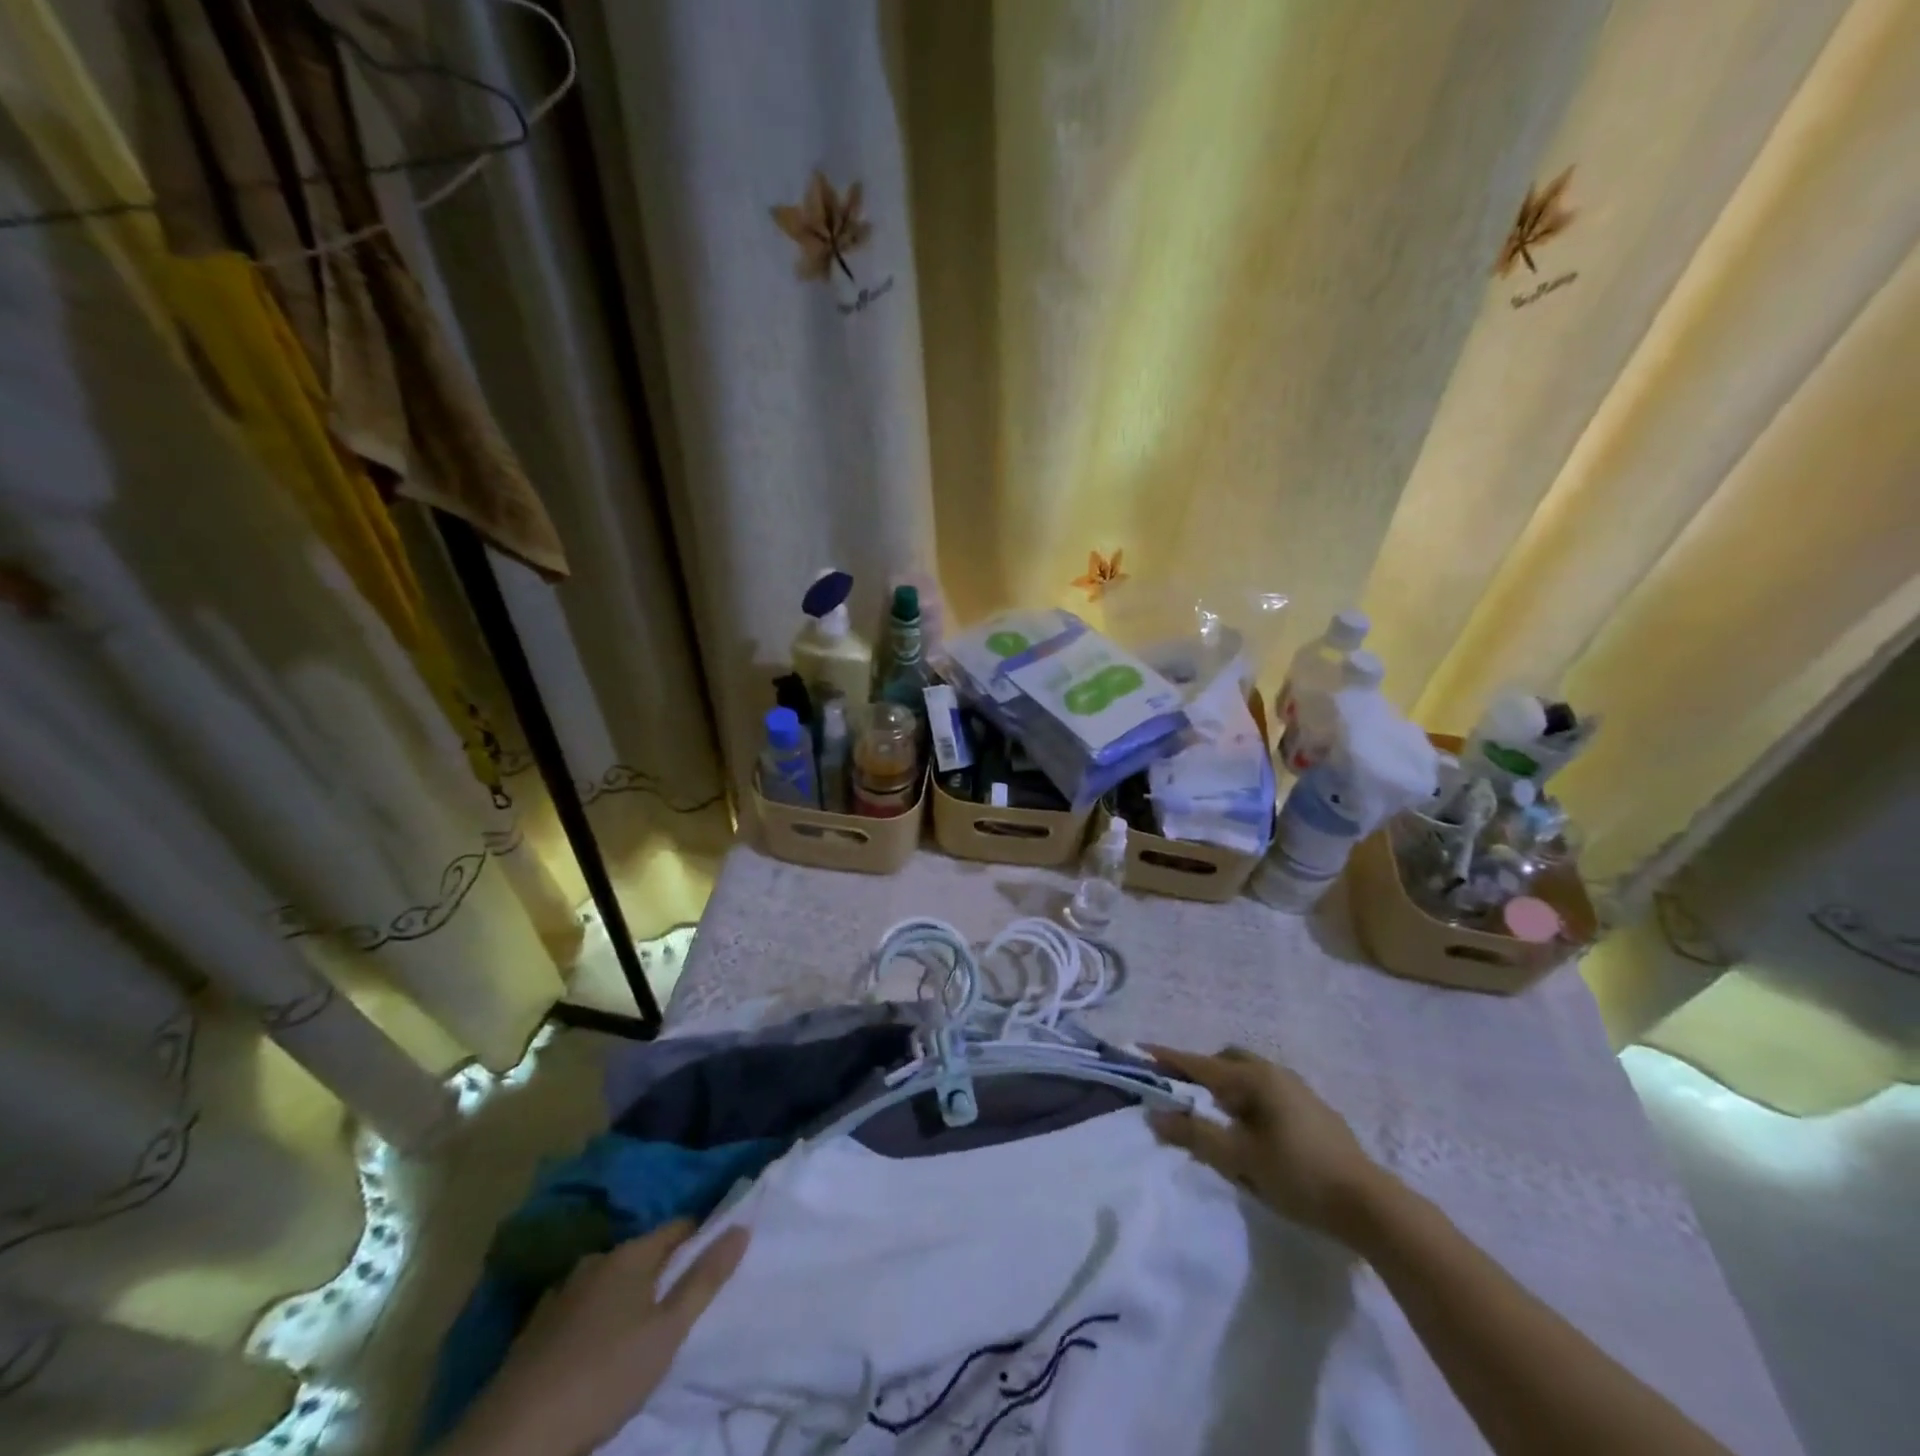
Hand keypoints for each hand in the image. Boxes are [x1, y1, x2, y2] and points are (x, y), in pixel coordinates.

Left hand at [441, 1221, 748, 1455]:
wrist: (513, 1439)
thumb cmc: (605, 1376)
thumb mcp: (668, 1332)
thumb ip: (706, 1279)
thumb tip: (742, 1227)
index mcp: (630, 1254)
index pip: (678, 1227)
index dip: (700, 1238)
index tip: (715, 1258)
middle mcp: (595, 1260)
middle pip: (642, 1253)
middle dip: (662, 1270)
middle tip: (680, 1302)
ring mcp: (560, 1294)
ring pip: (608, 1281)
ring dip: (626, 1295)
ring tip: (640, 1327)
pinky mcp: (534, 1330)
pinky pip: (580, 1309)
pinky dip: (595, 1318)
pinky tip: (596, 1348)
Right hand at [1145, 1045, 1384, 1239]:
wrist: (1370, 1205)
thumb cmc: (1298, 1176)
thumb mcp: (1239, 1159)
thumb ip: (1195, 1135)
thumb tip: (1155, 1116)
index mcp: (1253, 1078)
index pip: (1199, 1063)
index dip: (1168, 1057)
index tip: (1140, 1048)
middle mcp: (1274, 1073)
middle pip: (1226, 1061)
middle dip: (1200, 1072)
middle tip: (1182, 1096)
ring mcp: (1297, 1089)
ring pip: (1249, 1076)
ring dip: (1226, 1088)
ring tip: (1217, 1120)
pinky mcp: (1313, 1110)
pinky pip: (1267, 1092)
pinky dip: (1248, 1101)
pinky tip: (1253, 1133)